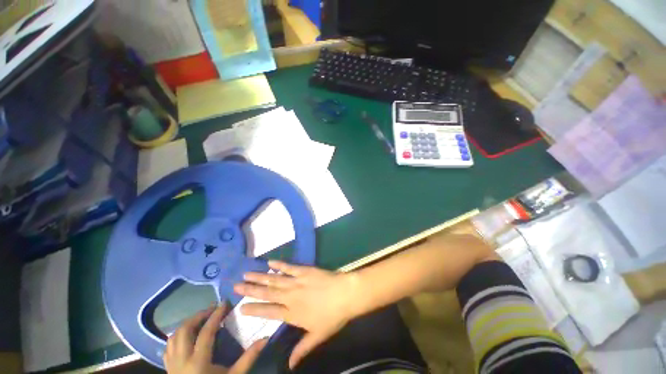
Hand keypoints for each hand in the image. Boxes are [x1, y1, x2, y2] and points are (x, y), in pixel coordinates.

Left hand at [164, 304, 266, 373]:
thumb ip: (248, 358)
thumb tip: (266, 338)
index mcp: (198, 362)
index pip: (206, 332)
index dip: (216, 315)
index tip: (225, 303)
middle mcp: (181, 360)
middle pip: (185, 330)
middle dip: (199, 315)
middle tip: (212, 309)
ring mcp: (172, 364)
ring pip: (174, 336)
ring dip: (187, 324)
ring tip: (201, 319)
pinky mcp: (167, 368)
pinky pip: (168, 346)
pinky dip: (177, 335)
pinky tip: (187, 334)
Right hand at [234, 261, 358, 368]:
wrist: (345, 294)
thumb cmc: (333, 316)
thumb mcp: (317, 336)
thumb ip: (302, 349)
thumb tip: (290, 366)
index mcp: (292, 313)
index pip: (268, 312)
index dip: (254, 310)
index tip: (241, 308)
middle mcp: (290, 296)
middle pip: (267, 293)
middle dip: (250, 290)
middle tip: (236, 285)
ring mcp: (297, 282)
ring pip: (274, 279)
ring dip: (260, 276)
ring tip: (246, 273)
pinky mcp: (304, 270)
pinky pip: (289, 267)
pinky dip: (279, 264)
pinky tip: (270, 262)